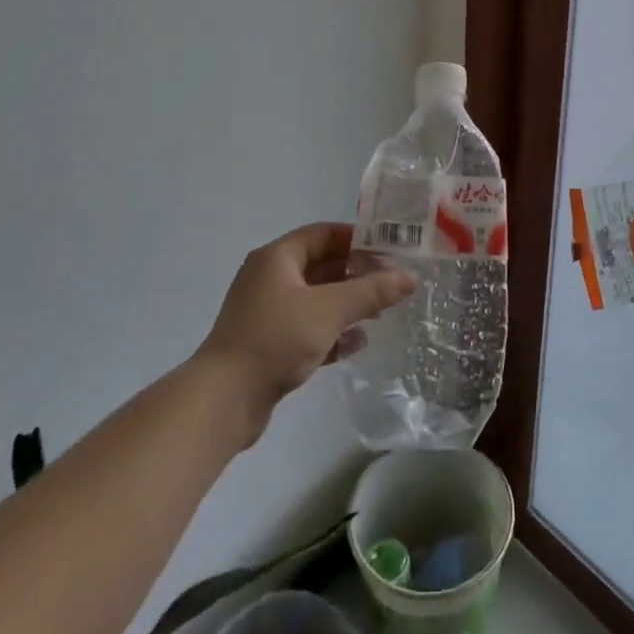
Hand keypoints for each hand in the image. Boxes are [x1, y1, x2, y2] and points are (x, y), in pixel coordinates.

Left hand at [197, 223, 416, 421]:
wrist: (223, 400)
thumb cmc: (276, 339)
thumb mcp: (329, 310)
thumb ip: (371, 291)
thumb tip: (410, 277)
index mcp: (277, 258)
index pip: (323, 234)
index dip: (357, 238)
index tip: (390, 250)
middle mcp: (269, 279)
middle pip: (321, 266)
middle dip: (357, 274)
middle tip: (391, 284)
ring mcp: (267, 313)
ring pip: (316, 299)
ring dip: (347, 304)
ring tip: (380, 314)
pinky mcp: (268, 344)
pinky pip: (307, 328)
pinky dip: (331, 331)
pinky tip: (356, 344)